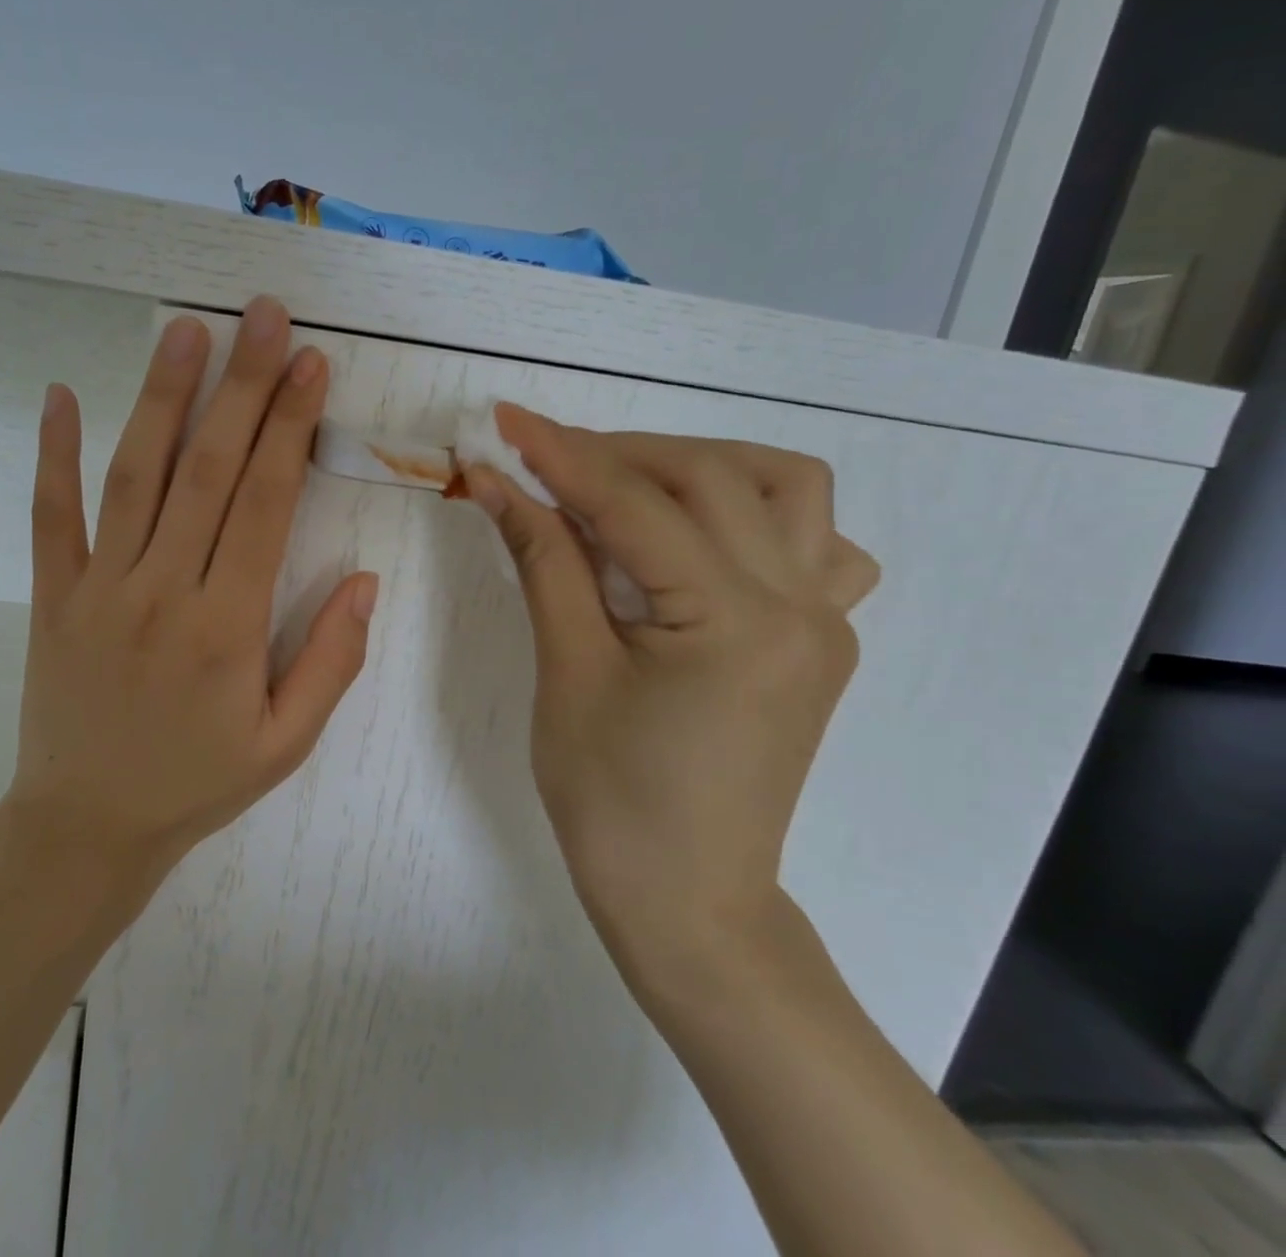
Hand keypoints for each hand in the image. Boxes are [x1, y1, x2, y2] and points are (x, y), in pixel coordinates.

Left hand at [2, 297, 379, 889]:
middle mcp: (163, 591)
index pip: (267, 503)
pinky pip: (51, 516)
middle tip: (264, 315)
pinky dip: (53, 454)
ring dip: (161, 397)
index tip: (311, 365)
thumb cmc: (196, 784)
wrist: (84, 826)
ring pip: (135, 477)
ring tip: (187, 331)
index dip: (292, 427)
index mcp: (227, 626)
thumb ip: (331, 660)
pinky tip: (59, 395)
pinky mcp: (54, 595)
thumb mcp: (285, 743)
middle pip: (208, 470)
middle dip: (243, 386)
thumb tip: (366, 581)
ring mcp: (101, 588)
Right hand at [464, 404, 877, 992]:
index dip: (561, 454)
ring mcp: (824, 620)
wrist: (689, 901)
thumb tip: (497, 483)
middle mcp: (800, 605)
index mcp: (733, 621)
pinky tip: (701, 541)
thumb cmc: (612, 799)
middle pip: (713, 475)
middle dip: (620, 453)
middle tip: (547, 462)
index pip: (636, 504)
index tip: (504, 420)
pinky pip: (815, 544)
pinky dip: (755, 514)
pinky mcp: (820, 639)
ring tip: (626, 488)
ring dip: (699, 467)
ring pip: (785, 488)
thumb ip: (543, 560)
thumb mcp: (567, 670)